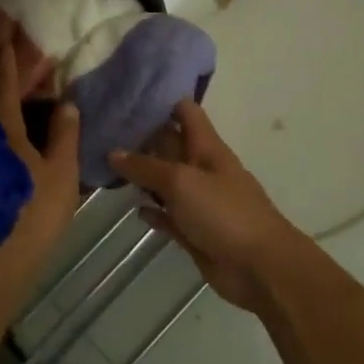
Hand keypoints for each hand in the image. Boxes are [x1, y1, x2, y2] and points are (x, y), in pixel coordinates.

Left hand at [0, 46, 79, 262]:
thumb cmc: (33, 211)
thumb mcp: (60, 172)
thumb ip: (64, 135)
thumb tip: (67, 101)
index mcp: (6, 131)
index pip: (4, 87)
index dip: (7, 63)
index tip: (5, 41)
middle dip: (1, 80)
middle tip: (14, 62)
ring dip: (1, 104)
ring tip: (18, 92)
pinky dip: (1, 127)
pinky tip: (14, 132)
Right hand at [109, 100, 305, 312]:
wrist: (260, 268)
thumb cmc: (223, 212)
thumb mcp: (181, 181)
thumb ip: (145, 166)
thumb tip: (113, 152)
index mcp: (206, 147)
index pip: (184, 111)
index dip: (160, 100)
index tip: (126, 95)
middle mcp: (201, 168)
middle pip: (169, 144)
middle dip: (141, 137)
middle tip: (102, 130)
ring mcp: (198, 201)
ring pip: (165, 181)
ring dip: (142, 176)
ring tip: (106, 167)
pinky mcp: (194, 231)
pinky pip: (168, 215)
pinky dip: (153, 211)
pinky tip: (134, 209)